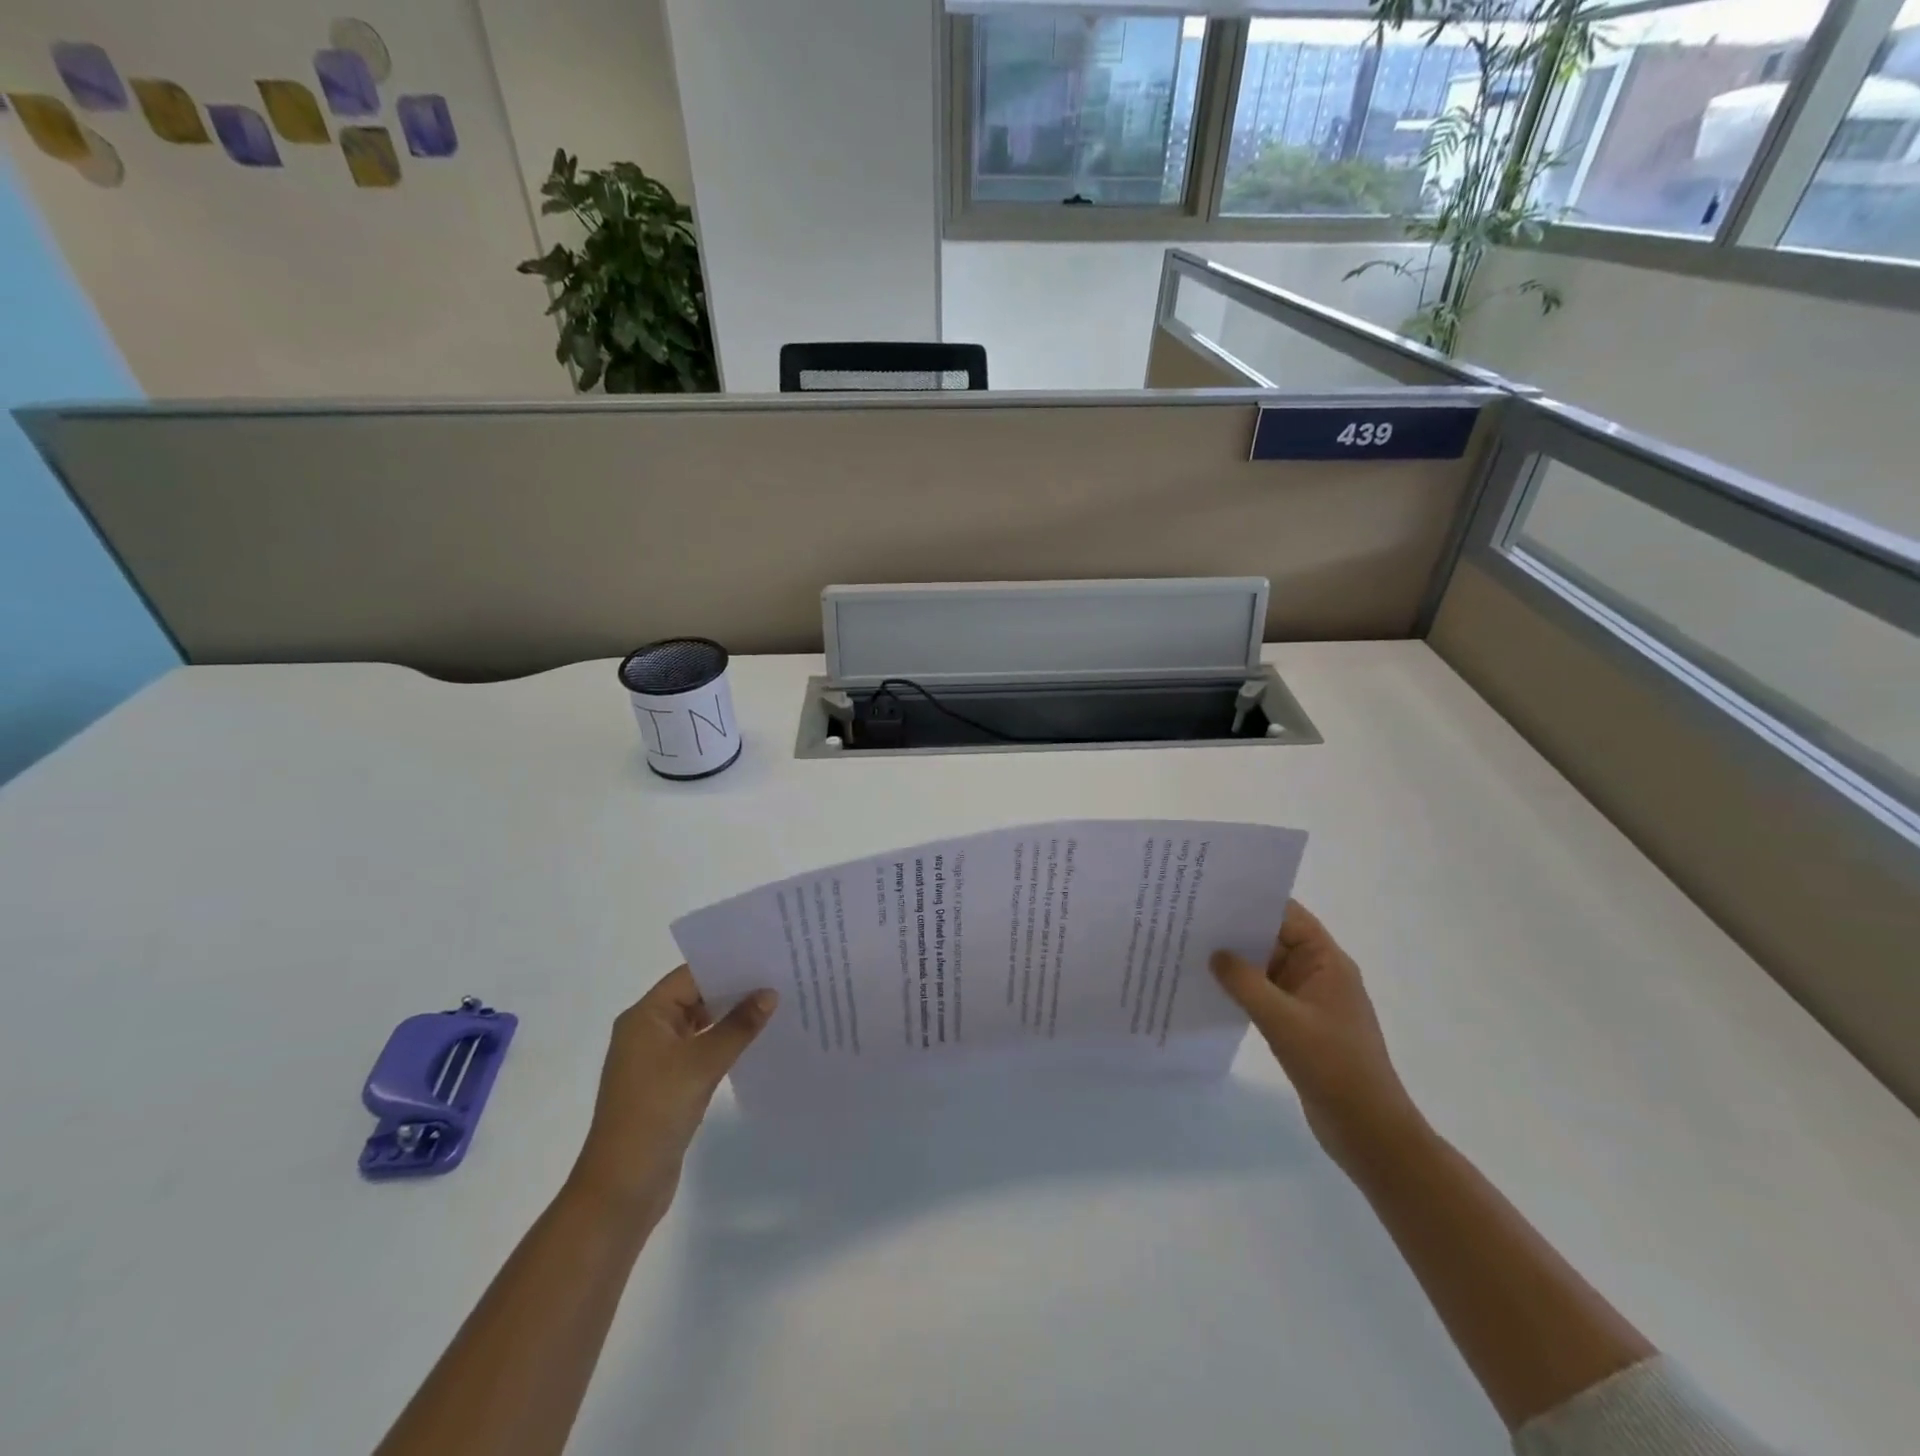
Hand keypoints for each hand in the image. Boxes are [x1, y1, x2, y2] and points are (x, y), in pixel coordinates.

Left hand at [566, 966, 776, 1226]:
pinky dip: (724, 1045)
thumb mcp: (701, 1064)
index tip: (766, 959)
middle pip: (695, 998)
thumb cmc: (655, 1112)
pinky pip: (700, 1051)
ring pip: (700, 1026)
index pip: (690, 976)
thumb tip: (769, 994)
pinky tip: (755, 1044)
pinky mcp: (667, 1085)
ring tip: (775, 1007)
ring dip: (731, 1020)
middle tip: (778, 979)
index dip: (727, 966)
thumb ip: (738, 1026)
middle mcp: (647, 1032)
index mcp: (645, 1017)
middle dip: (734, 991)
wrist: (622, 1187)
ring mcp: (656, 1060)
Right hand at [1211, 901, 1424, 1174]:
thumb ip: (1245, 983)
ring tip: (1192, 949)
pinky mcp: (1300, 1025)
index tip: (1212, 893)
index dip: (1253, 901)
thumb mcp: (1284, 1021)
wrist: (1368, 1131)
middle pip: (1274, 938)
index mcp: (1327, 961)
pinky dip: (1242, 989)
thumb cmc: (1333, 1066)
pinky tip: (1211, 988)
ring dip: (1237, 962)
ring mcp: (1310, 1000)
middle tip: (1190, 919)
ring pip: (1267, 968)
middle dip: (1237, 930)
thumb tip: (1215, 954)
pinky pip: (1266, 994)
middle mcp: (1319, 973)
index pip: (1288, 916)